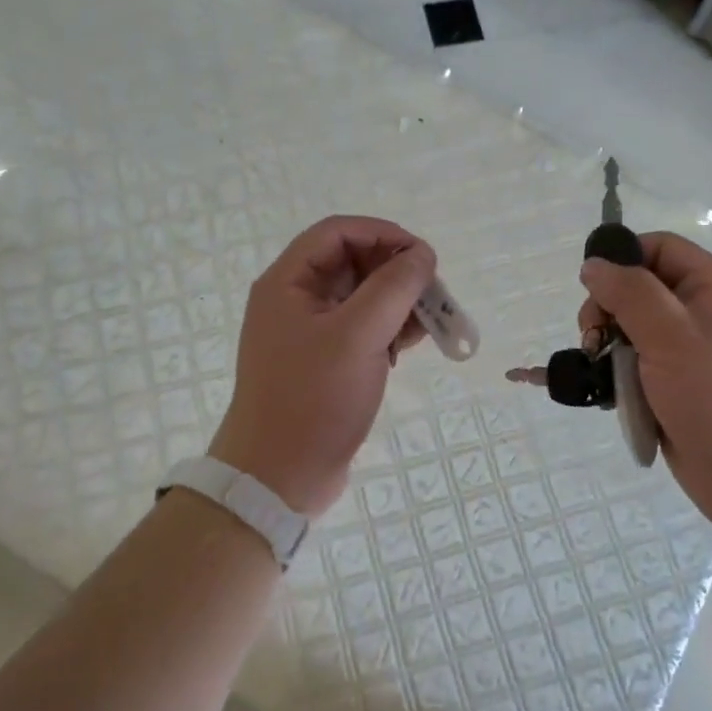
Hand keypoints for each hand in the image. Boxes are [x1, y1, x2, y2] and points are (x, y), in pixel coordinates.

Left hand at [209, 215, 436, 517]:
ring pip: (362, 298)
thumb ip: (394, 287)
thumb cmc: (313, 399)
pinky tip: (412, 345)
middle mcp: (296, 300)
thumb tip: (422, 254)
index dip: (383, 234)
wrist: (278, 477)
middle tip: (433, 292)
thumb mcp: (358, 335)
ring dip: (398, 303)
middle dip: (396, 272)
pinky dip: (389, 330)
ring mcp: (310, 334)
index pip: (338, 232)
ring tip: (431, 322)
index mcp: (288, 282)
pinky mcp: (325, 363)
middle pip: (352, 263)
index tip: (423, 255)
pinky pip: (362, 330)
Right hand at [578, 233, 711, 513]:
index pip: (660, 249)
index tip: (592, 289)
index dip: (623, 259)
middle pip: (639, 291)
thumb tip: (594, 265)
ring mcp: (689, 356)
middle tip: (592, 339)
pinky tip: (608, 395)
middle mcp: (702, 317)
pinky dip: (619, 379)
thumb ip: (630, 294)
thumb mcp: (672, 335)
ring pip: (633, 334)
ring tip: (598, 371)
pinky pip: (637, 371)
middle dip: (608, 310)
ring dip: (609, 349)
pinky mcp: (676, 392)